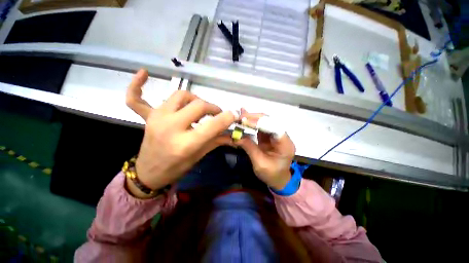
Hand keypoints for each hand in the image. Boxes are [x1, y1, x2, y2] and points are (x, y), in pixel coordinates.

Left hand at [125, 69, 237, 197]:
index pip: (212, 125)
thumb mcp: (200, 155)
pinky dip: (137, 85)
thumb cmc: (177, 167)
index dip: (226, 117)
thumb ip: (217, 140)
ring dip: (194, 99)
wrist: (150, 173)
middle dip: (212, 108)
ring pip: (180, 95)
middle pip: (198, 105)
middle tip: (216, 114)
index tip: (234, 114)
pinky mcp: (147, 117)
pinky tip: (144, 73)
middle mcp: (170, 128)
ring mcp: (156, 119)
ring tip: (198, 108)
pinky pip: (136, 98)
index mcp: (185, 144)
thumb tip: (233, 133)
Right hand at [235, 109, 294, 189]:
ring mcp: (276, 136)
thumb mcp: (260, 163)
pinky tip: (245, 119)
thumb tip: (236, 136)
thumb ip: (249, 147)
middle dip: (255, 118)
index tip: (244, 121)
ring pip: (265, 122)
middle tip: (241, 117)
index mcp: (285, 144)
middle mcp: (282, 136)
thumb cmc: (272, 175)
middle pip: (270, 121)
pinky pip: (261, 127)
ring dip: (253, 119)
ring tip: (241, 116)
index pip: (274, 127)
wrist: (278, 180)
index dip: (259, 123)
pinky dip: (252, 123)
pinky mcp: (270, 137)